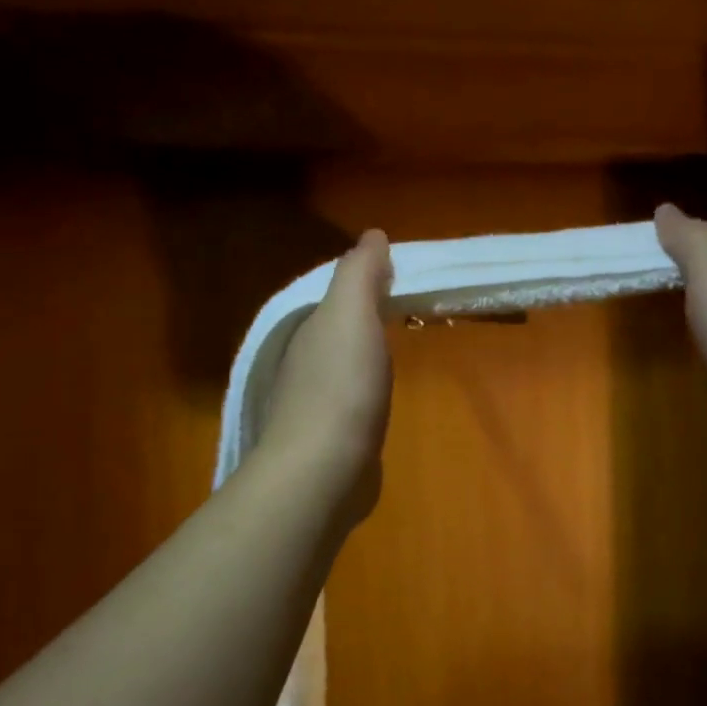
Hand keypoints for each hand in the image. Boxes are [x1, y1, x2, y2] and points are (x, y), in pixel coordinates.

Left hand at [256, 229, 393, 524]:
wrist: (323, 469)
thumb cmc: (342, 385)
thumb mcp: (351, 314)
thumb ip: (359, 274)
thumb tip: (372, 236)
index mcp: (310, 330)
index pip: (337, 297)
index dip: (365, 283)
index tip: (397, 277)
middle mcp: (304, 363)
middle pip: (337, 330)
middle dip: (363, 317)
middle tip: (402, 309)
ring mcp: (314, 404)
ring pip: (342, 366)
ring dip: (363, 354)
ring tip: (394, 349)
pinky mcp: (329, 439)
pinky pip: (350, 401)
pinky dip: (364, 390)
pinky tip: (378, 398)